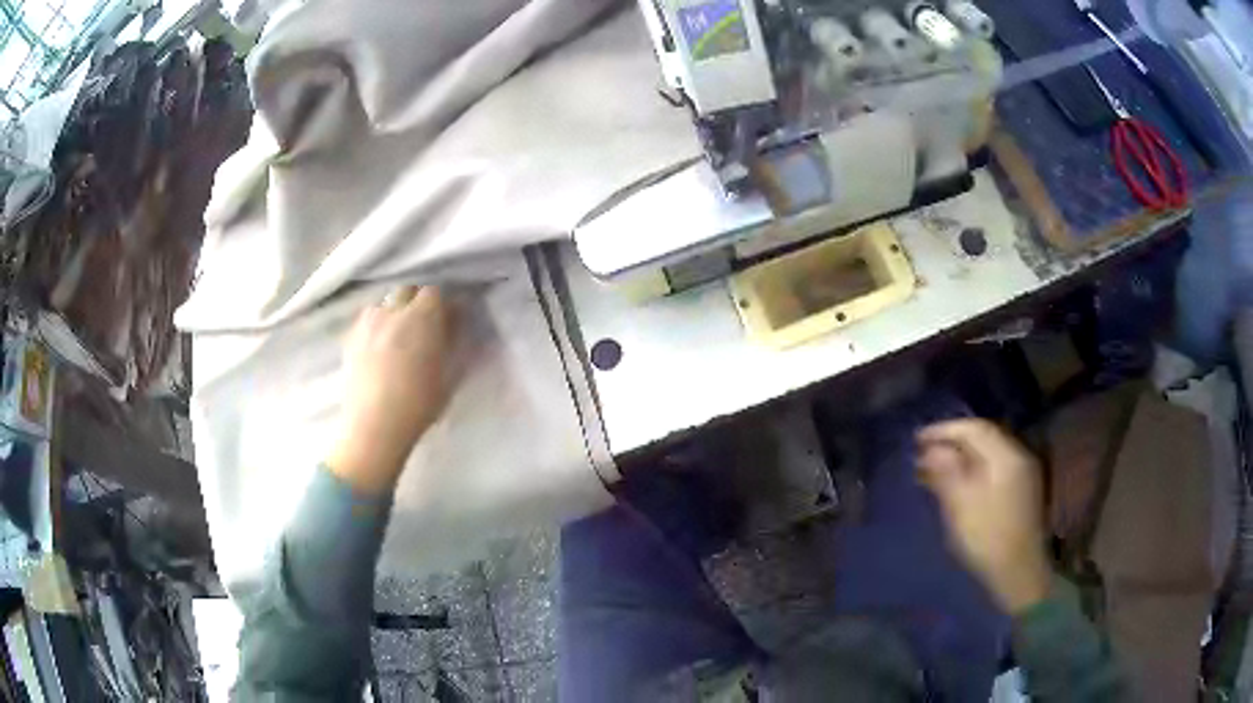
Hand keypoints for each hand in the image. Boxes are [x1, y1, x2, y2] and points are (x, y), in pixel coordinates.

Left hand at [327, 286, 452, 494]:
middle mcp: (392, 311)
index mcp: (421, 317)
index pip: (434, 291)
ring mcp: (368, 322)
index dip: (442, 303)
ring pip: (384, 304)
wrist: (374, 428)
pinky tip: (379, 346)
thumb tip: (455, 321)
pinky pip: (367, 320)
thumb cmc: (418, 404)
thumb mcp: (448, 375)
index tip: (447, 318)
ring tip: (398, 335)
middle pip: (407, 290)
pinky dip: (376, 325)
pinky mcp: (350, 337)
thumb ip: (453, 340)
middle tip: (424, 324)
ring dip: (394, 311)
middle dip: (417, 301)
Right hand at [917, 419, 1051, 614]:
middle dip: (952, 443)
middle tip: (922, 455)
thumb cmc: (987, 538)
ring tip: (933, 471)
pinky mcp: (1021, 492)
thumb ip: (946, 471)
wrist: (1018, 572)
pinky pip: (993, 469)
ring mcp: (1022, 474)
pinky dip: (972, 471)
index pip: (974, 428)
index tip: (917, 439)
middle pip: (983, 438)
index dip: (944, 429)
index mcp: (1006, 455)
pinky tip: (957, 484)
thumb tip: (931, 449)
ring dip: (961, 458)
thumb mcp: (960, 504)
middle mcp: (1018, 456)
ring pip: (988, 455)